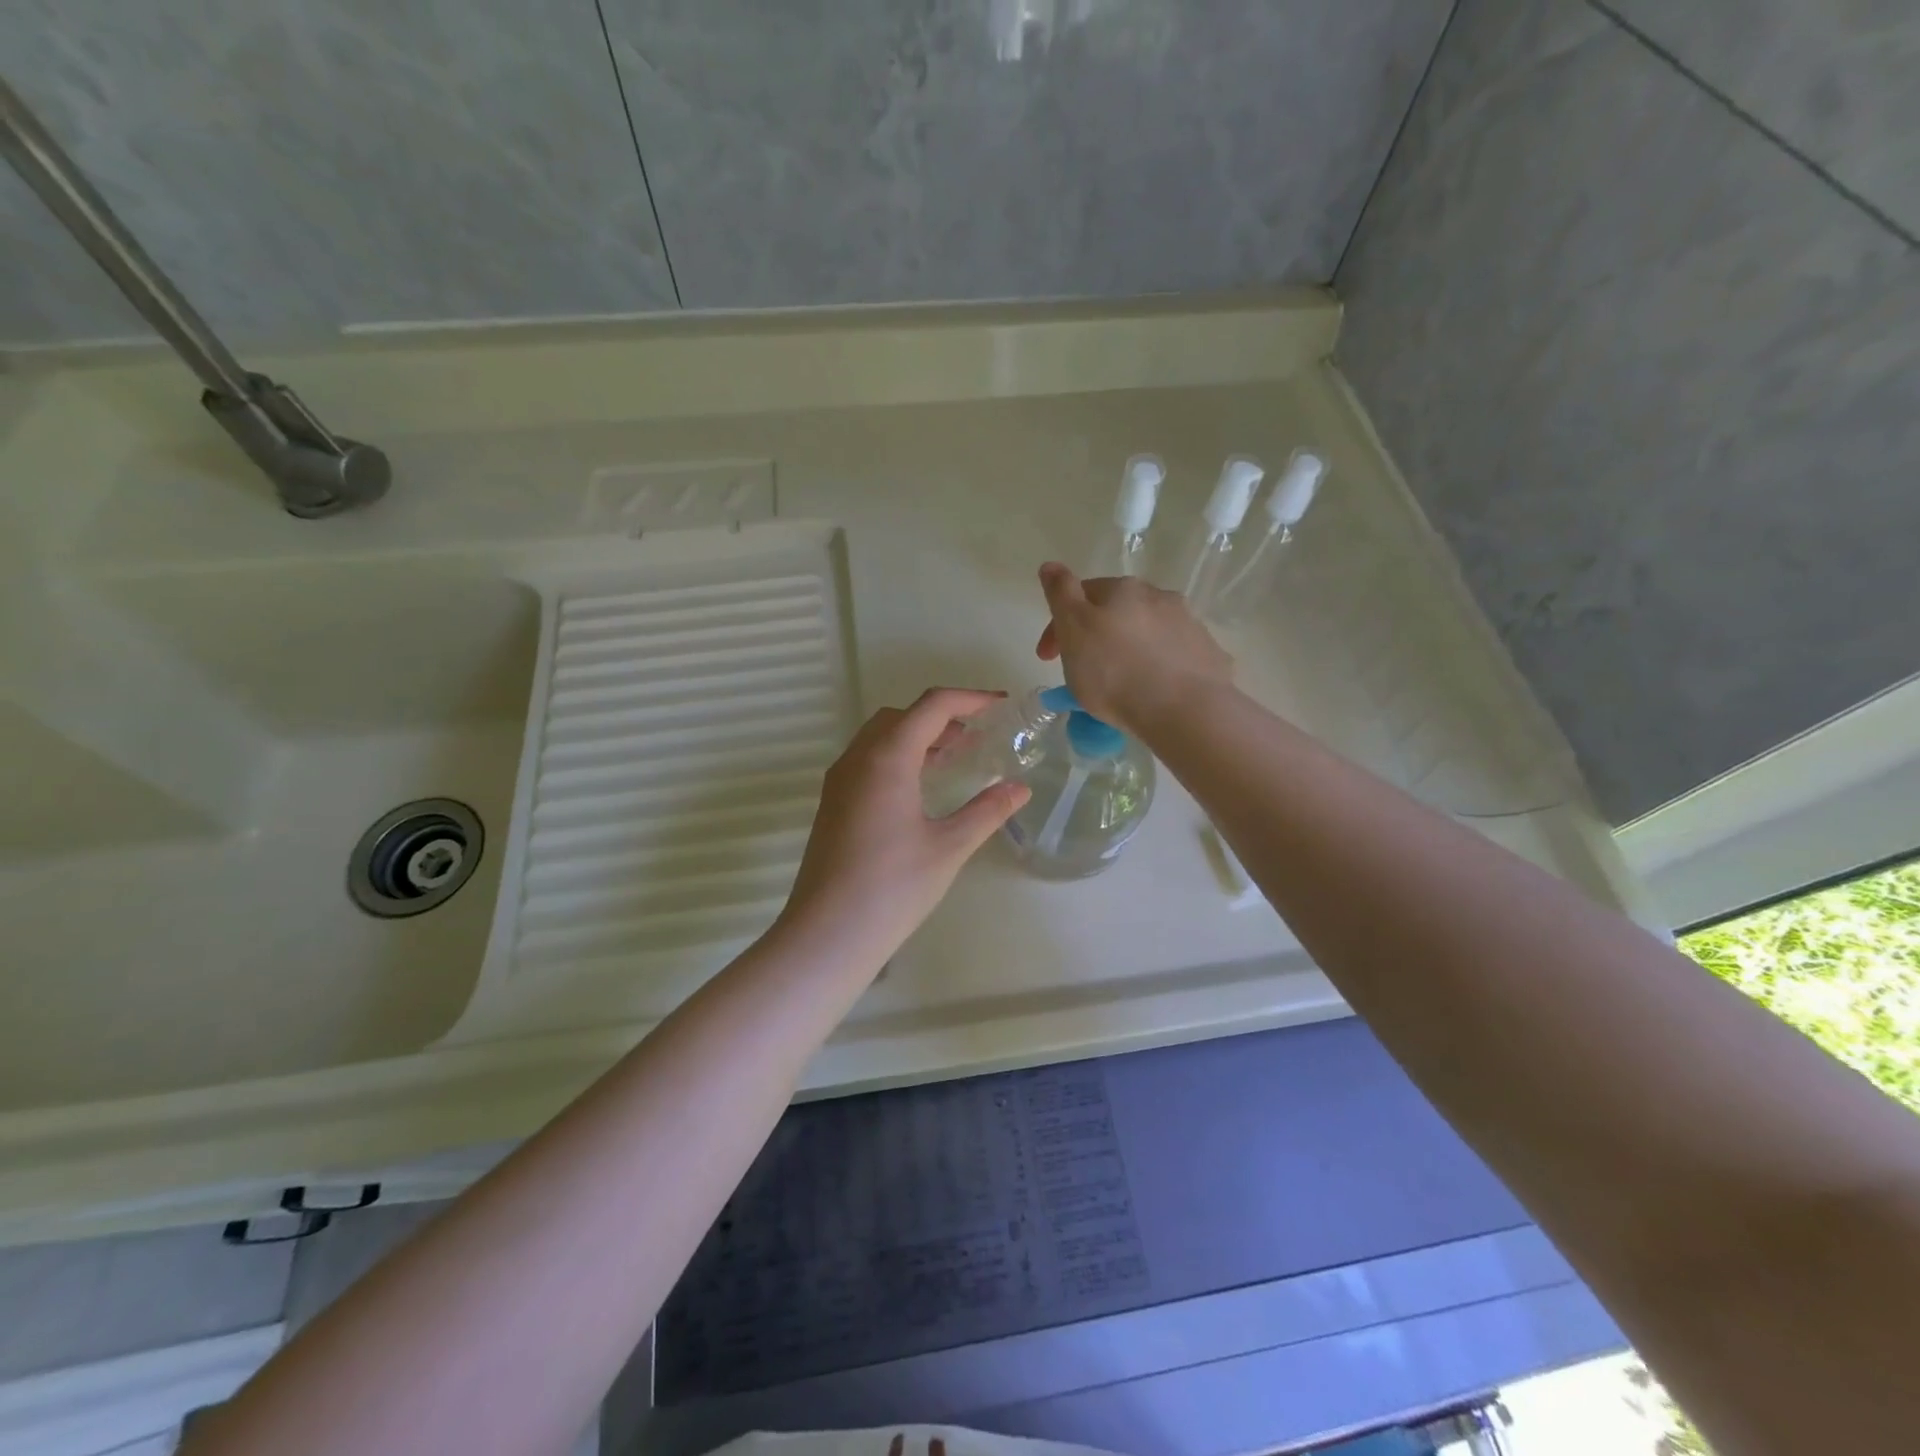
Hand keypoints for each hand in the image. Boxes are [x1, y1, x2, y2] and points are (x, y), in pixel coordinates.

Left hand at [777, 689, 1030, 967]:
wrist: (827, 934)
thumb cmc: (892, 888)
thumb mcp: (949, 847)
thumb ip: (987, 811)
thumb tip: (1020, 789)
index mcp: (887, 758)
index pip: (931, 706)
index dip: (970, 698)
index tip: (1001, 704)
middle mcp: (858, 758)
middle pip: (901, 715)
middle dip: (942, 716)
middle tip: (977, 735)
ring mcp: (840, 781)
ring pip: (880, 736)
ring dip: (918, 735)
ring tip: (953, 756)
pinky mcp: (833, 803)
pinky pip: (868, 759)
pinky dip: (898, 755)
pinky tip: (920, 786)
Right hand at [1034, 563, 1232, 732]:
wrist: (1185, 710)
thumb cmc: (1115, 672)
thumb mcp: (1074, 630)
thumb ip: (1060, 594)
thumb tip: (1051, 565)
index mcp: (1123, 589)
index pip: (1081, 594)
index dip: (1058, 624)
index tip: (1047, 658)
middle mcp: (1159, 597)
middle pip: (1117, 612)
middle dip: (1097, 635)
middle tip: (1083, 671)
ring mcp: (1189, 625)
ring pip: (1147, 632)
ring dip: (1130, 650)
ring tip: (1121, 685)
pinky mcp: (1209, 655)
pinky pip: (1173, 656)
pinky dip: (1158, 668)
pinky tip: (1153, 692)